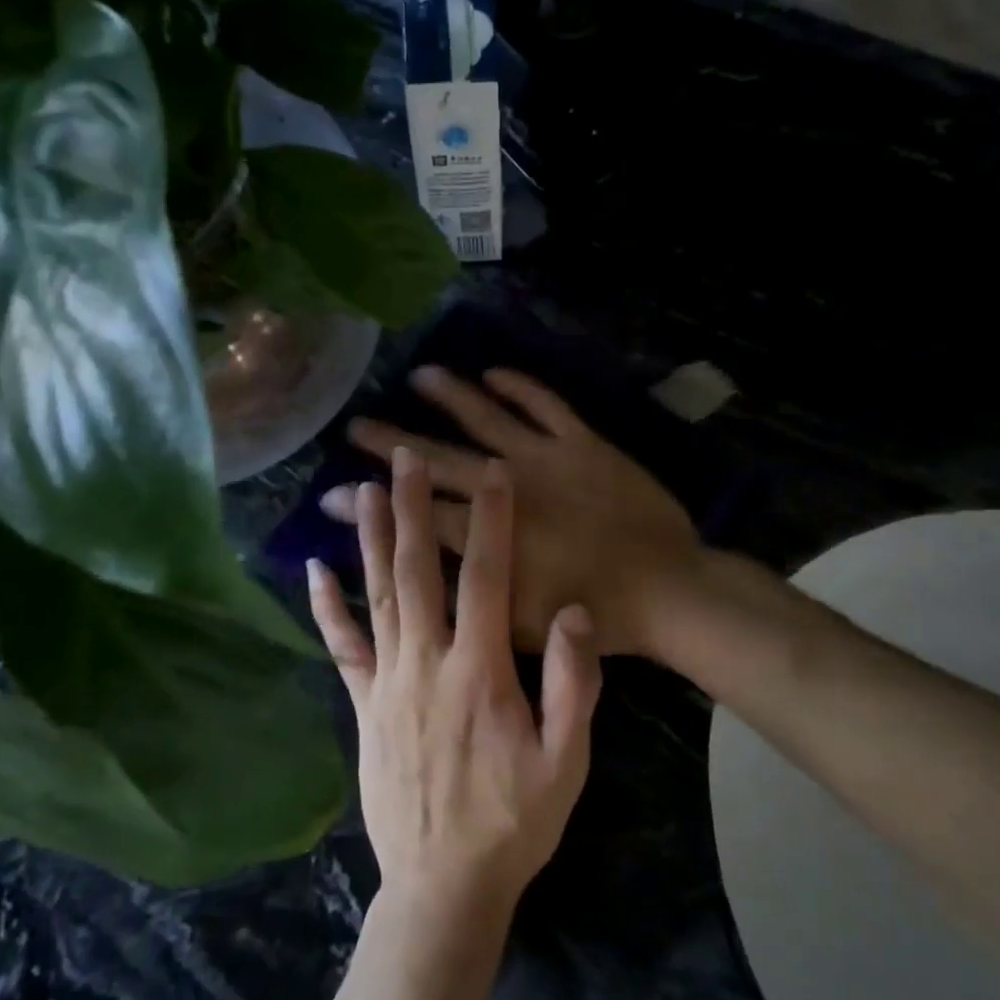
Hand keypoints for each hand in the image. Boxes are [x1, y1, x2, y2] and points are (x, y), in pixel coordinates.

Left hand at [307, 446, 602, 916]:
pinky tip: (315, 568)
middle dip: (414, 508)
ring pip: (378, 595)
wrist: (444, 886)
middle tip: (404, 457)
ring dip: (372, 539)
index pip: (487, 577)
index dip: (491, 520)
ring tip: (364, 489)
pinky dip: (326, 606)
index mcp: (480, 671)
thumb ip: (574, 685)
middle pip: (419, 570)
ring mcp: (387, 682)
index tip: (490, 472)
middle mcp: (427, 662)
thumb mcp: (567, 761)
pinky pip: (342, 647)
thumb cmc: (514, 821)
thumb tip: (575, 612)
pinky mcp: (363, 705)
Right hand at [322, 367, 700, 656]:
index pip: (416, 517)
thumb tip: (426, 575)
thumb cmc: (594, 616)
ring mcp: (546, 459)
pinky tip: (492, 372)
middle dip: (391, 443)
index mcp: (490, 538)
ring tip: (418, 375)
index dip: (371, 507)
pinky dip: (519, 385)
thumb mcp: (519, 627)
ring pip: (487, 417)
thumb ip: (470, 598)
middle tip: (355, 426)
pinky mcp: (583, 443)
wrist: (666, 589)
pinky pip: (545, 404)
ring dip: (450, 395)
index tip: (333, 494)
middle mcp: (508, 488)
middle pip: (438, 461)